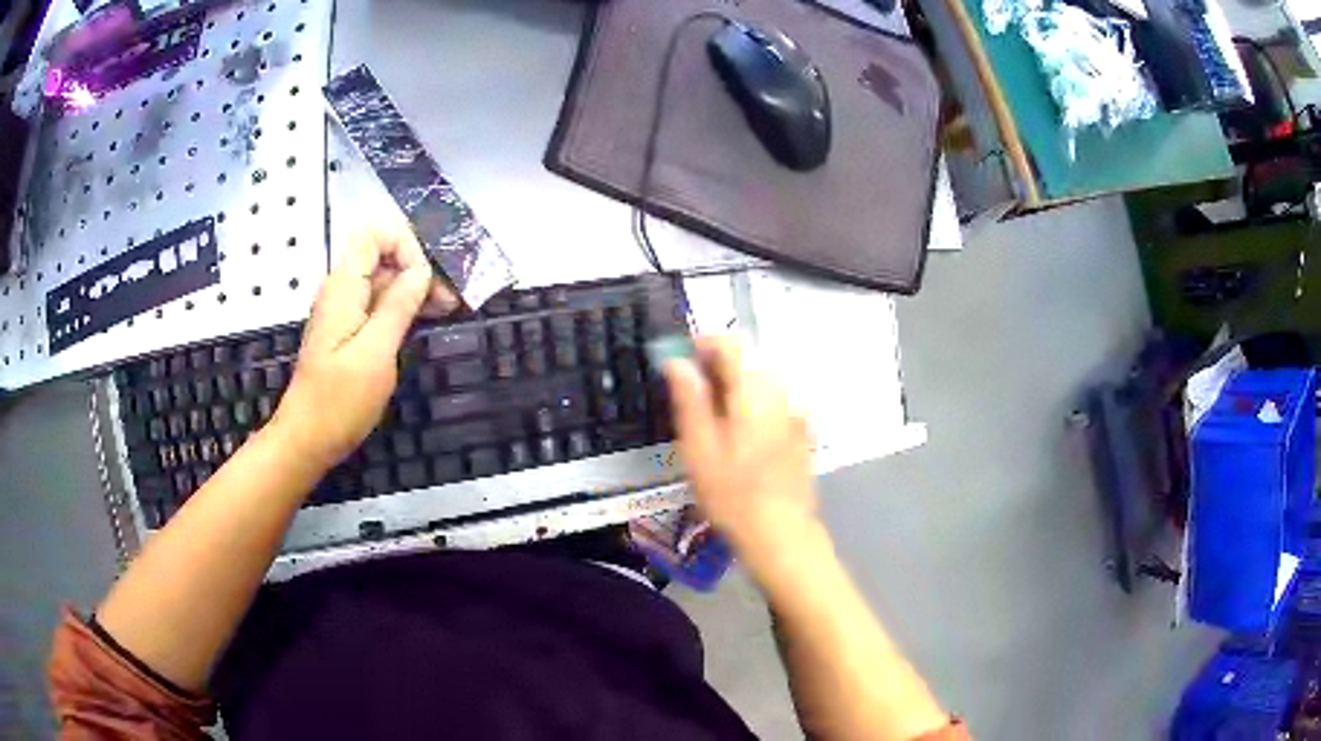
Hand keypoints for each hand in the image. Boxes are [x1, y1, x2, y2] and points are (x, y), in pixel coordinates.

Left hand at [272, 224, 458, 468]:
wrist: (307, 440)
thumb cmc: (339, 401)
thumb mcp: (375, 353)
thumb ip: (397, 306)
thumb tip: (421, 270)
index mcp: (344, 288)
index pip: (374, 234)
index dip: (405, 244)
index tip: (427, 279)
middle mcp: (343, 291)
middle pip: (382, 254)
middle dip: (418, 266)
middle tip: (451, 298)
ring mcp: (346, 311)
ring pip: (384, 280)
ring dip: (416, 288)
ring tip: (448, 309)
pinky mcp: (350, 331)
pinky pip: (380, 304)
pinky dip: (404, 307)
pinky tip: (427, 320)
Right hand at [664, 337, 817, 571]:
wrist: (780, 531)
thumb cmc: (731, 493)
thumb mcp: (698, 447)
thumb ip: (689, 399)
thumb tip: (678, 362)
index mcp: (752, 390)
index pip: (730, 344)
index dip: (703, 343)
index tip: (682, 355)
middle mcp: (780, 391)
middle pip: (748, 361)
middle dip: (719, 366)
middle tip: (692, 391)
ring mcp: (796, 411)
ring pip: (762, 381)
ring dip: (737, 385)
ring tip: (713, 415)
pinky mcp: (803, 430)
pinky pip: (775, 402)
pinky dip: (755, 404)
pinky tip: (741, 433)